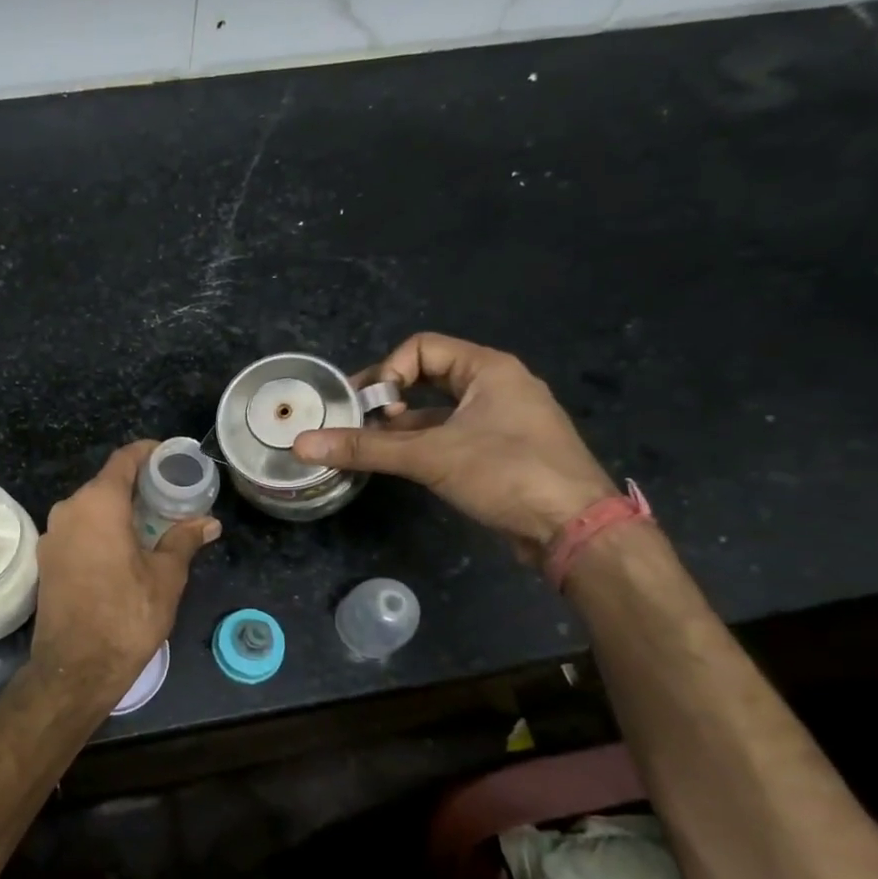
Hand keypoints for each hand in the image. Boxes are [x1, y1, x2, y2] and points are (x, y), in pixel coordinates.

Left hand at [32, 440, 220, 691]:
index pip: (124, 460)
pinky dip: (101, 529)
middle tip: (170, 496)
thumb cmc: (126, 615)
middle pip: (106, 483)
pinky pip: (78, 530)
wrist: (75, 668)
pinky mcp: (46, 560)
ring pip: (90, 508)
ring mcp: (52, 535)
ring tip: (152, 523)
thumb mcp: (165, 577)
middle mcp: (69, 510)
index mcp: (98, 504)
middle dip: (138, 486)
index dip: (148, 452)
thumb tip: (207, 522)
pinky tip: (124, 548)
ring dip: (119, 510)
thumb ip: (184, 540)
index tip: (170, 457)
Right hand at [293, 332, 615, 560]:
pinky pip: (450, 436)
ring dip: (400, 426)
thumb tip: (302, 444)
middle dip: (388, 398)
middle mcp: (496, 386)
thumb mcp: (430, 457)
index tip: (367, 407)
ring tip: (366, 447)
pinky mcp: (499, 452)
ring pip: (437, 411)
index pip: (421, 348)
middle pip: (427, 376)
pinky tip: (397, 465)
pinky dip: (420, 445)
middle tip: (354, 422)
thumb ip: (365, 448)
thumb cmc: (507, 473)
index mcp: (488, 369)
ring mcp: (501, 421)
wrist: (575, 530)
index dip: (387, 372)